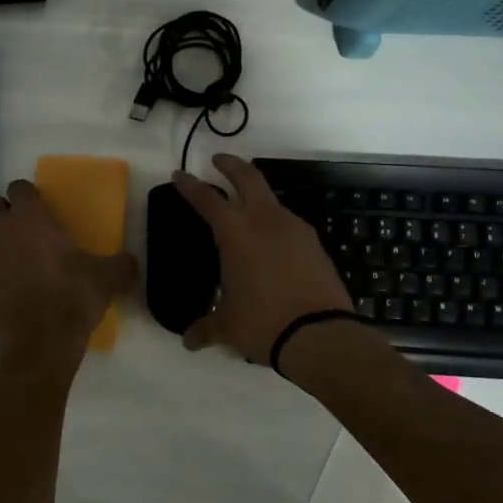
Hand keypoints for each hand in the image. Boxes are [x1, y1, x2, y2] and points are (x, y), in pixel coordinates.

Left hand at [0, 179, 137, 357]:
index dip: (29, 196)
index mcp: (29, 218)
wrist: (39, 346)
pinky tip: (6, 298)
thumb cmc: (72, 299)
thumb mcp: (107, 279)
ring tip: (16, 269)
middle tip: (26, 234)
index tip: (40, 209)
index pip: (19, 187)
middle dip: (6, 215)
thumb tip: (129, 261)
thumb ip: (120, 263)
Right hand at [172, 154, 352, 360]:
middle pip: (248, 177)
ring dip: (256, 196)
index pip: (207, 199)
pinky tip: (271, 243)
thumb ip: (206, 328)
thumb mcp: (228, 327)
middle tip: (218, 160)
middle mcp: (265, 221)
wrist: (322, 336)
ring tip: (245, 209)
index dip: (190, 185)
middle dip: (230, 164)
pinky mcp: (315, 244)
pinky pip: (288, 224)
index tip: (180, 174)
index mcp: (236, 234)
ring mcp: (295, 230)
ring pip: (271, 199)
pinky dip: (274, 223)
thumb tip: (188, 342)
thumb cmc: (263, 324)